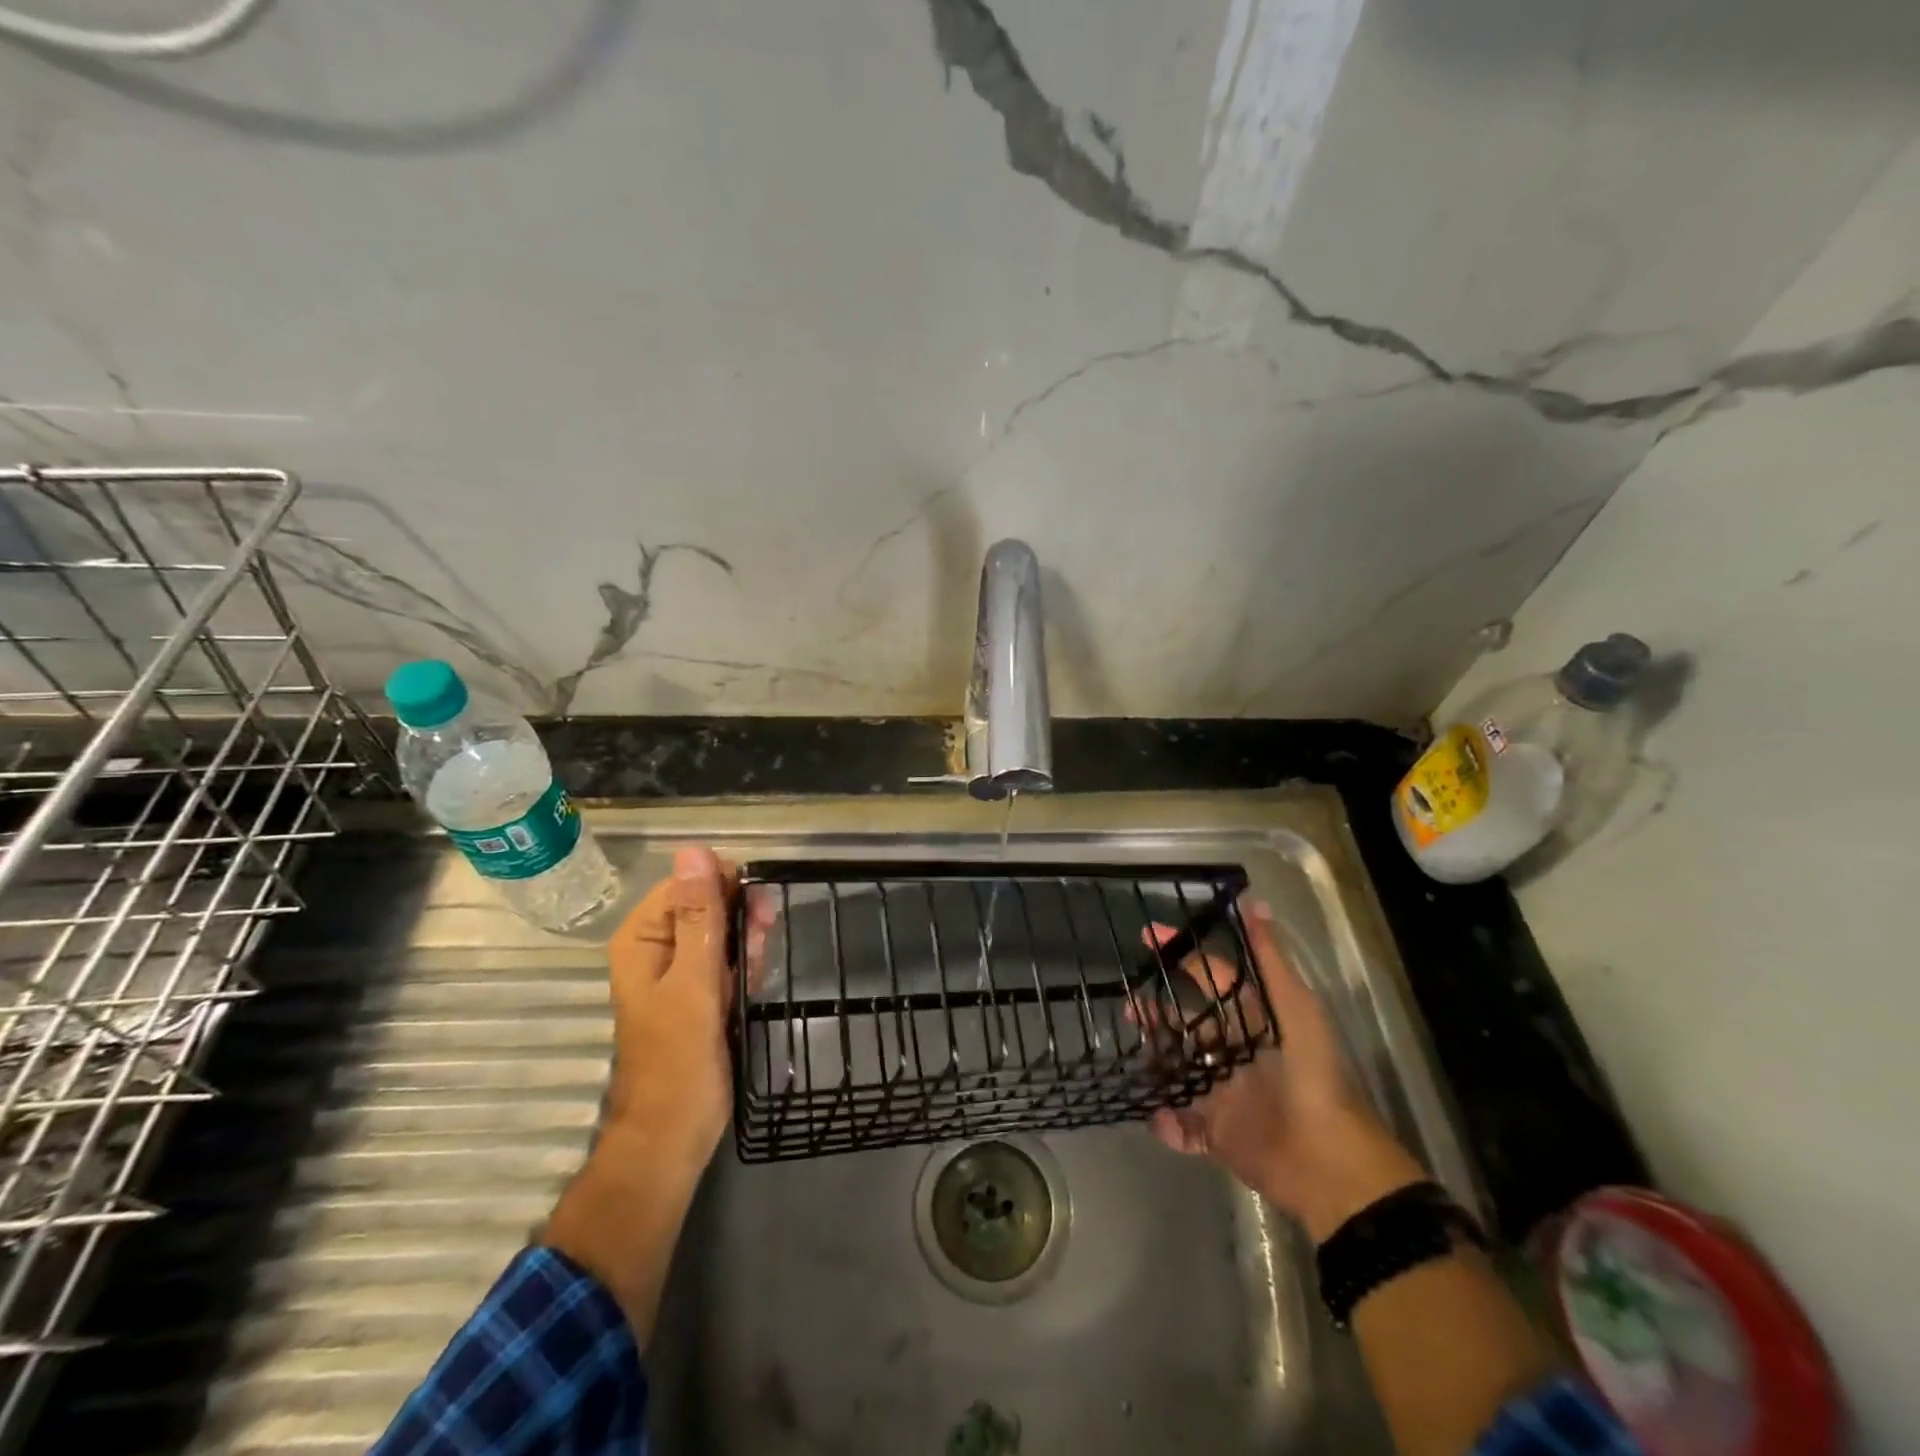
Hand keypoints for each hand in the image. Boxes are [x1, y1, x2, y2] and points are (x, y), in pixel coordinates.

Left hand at [602, 845, 773, 1165]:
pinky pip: (727, 957)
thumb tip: (695, 850)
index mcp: (643, 936)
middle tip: (759, 948)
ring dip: (747, 944)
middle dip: (740, 919)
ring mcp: (679, 969)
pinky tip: (752, 985)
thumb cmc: (680, 1061)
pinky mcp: (699, 990)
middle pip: (709, 902)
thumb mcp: (693, 982)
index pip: (690, 880)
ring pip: (723, 929)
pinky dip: (745, 965)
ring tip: (753, 976)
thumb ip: (698, 916)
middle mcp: (656, 945)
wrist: (673, 1137)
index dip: (726, 890)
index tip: (756, 916)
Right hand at [1144, 897, 1426, 1241]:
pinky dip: (1167, 1121)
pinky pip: (1182, 1123)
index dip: (1181, 953)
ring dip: (1155, 1061)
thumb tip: (1253, 901)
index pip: (1211, 975)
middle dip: (1157, 1011)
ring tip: (1136, 1054)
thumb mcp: (1294, 1006)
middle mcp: (1234, 1050)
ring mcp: (1222, 1091)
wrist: (1325, 1159)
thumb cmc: (1309, 1073)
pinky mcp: (1216, 1132)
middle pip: (1186, 1022)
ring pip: (1177, 1068)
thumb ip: (1269, 957)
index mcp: (1252, 1018)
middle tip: (1129, 1003)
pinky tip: (1159, 1115)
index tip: (1146, 935)